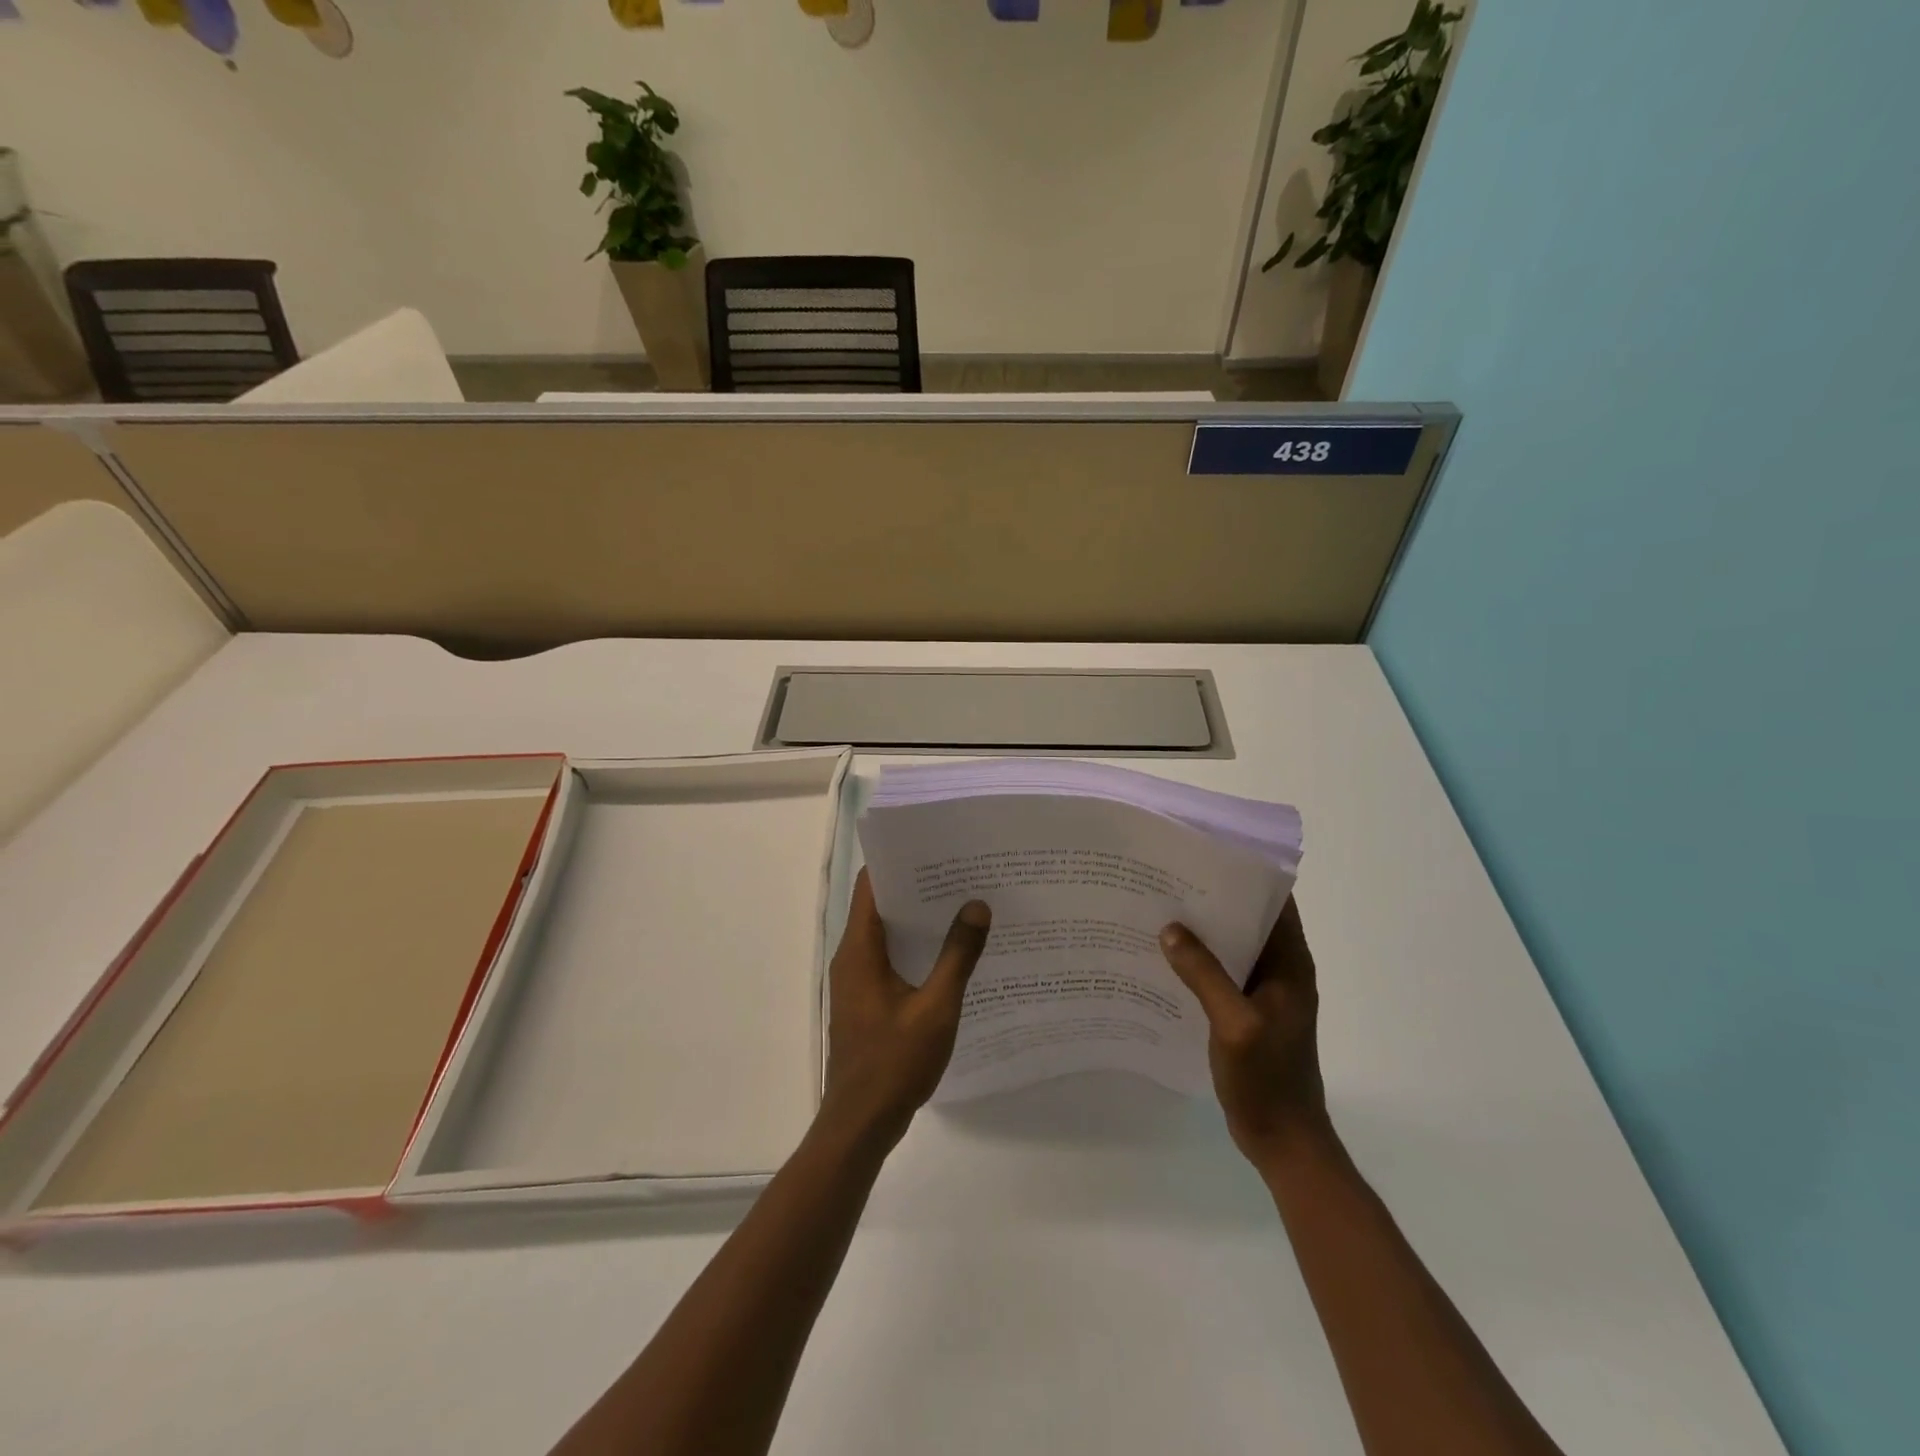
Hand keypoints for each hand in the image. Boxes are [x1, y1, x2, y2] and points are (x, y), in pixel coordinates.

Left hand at [821, 870, 991, 1148]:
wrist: (861, 1123)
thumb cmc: (895, 1061)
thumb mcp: (936, 1007)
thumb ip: (958, 956)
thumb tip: (978, 906)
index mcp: (860, 949)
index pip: (871, 885)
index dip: (900, 861)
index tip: (936, 847)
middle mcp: (852, 957)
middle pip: (881, 905)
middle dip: (918, 887)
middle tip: (962, 873)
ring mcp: (858, 980)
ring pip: (887, 934)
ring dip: (919, 919)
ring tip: (962, 904)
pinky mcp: (867, 1001)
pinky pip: (890, 959)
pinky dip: (916, 948)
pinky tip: (951, 953)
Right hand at [1160, 896, 1327, 1170]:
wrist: (1284, 1140)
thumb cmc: (1268, 1080)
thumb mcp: (1234, 1025)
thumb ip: (1205, 974)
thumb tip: (1171, 928)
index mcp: (1291, 964)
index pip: (1275, 901)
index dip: (1246, 873)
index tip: (1205, 853)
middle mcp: (1281, 969)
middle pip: (1249, 918)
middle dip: (1213, 897)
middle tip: (1167, 877)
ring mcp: (1264, 991)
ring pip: (1232, 944)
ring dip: (1203, 930)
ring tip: (1159, 908)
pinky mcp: (1247, 1010)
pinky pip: (1222, 971)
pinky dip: (1199, 959)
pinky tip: (1164, 956)